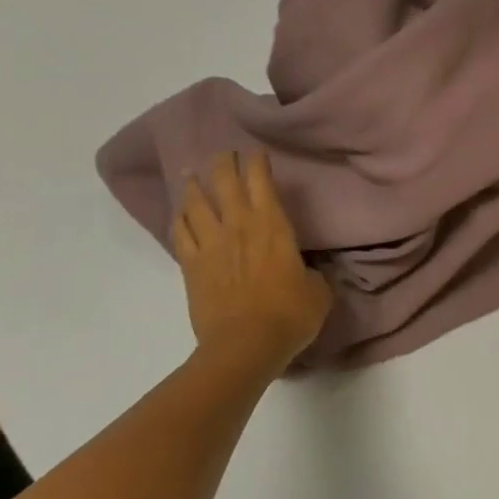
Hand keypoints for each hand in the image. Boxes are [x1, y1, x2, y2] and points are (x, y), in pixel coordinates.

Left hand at [174, 152, 331, 375]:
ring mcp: (211, 245)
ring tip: (190, 175)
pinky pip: (180, 234)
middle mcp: (239, 226)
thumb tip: (308, 269)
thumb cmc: (290, 315)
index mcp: (273, 226)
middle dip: (224, 164)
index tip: (256, 152)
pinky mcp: (191, 266)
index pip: (262, 182)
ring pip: (196, 204)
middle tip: (223, 153)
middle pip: (225, 183)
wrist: (244, 346)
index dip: (258, 163)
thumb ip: (313, 273)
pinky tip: (179, 215)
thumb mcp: (318, 291)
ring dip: (193, 186)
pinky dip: (179, 220)